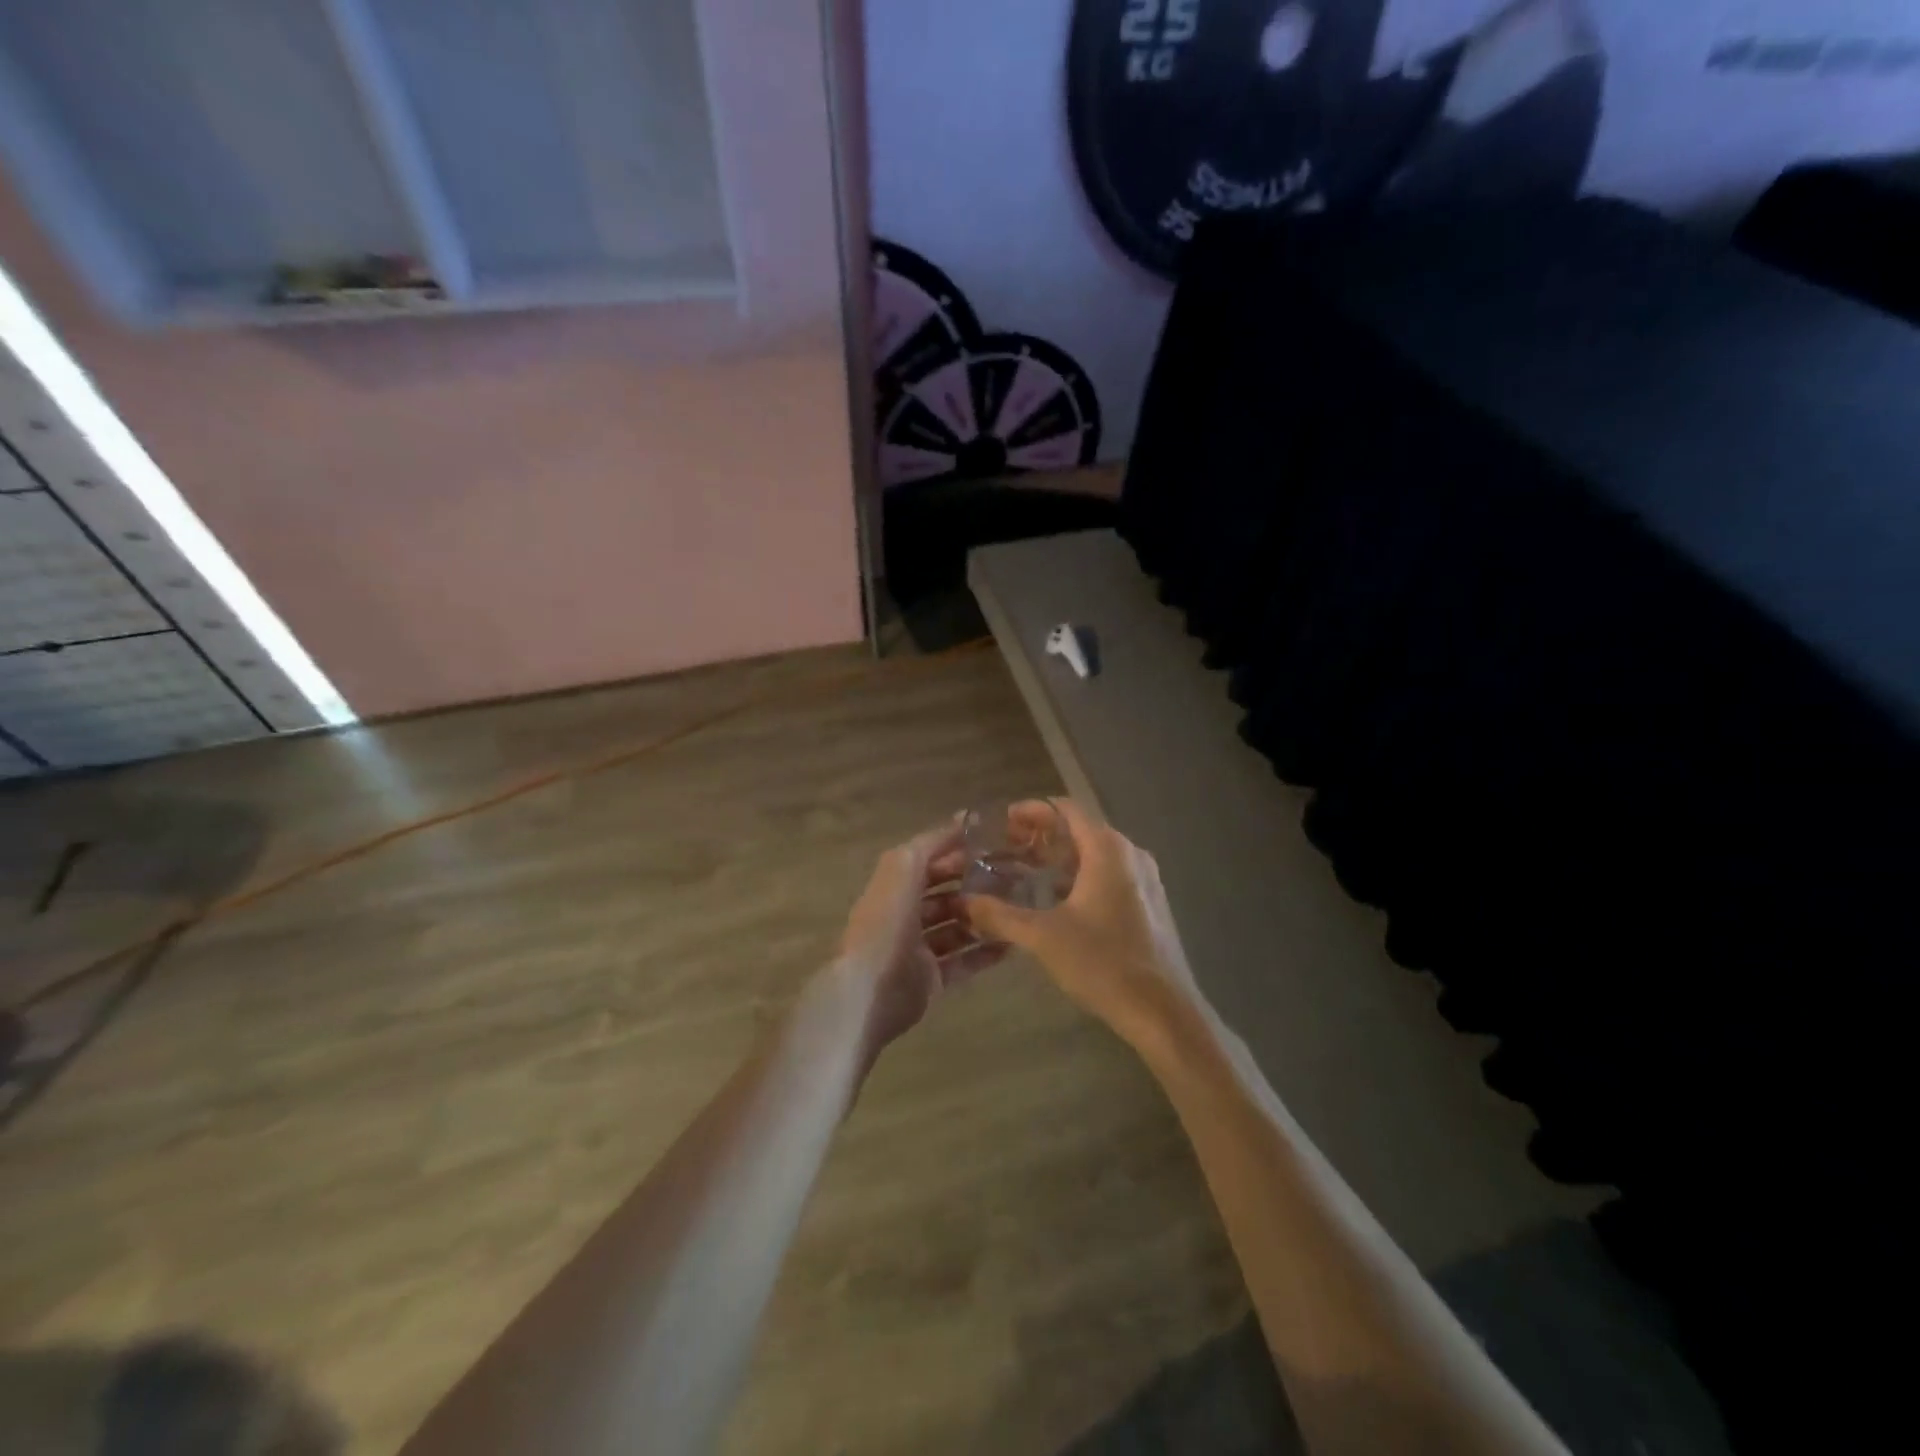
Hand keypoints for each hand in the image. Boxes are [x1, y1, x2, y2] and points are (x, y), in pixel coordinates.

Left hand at [830, 818, 1008, 1056]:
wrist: (871, 989)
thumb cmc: (887, 921)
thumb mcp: (904, 867)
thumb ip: (932, 842)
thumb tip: (961, 818)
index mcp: (894, 886)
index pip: (930, 862)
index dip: (958, 853)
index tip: (996, 847)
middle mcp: (905, 914)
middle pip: (945, 895)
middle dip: (975, 886)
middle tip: (1014, 880)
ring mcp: (918, 949)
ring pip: (956, 928)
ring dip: (983, 919)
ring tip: (1018, 909)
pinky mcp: (931, 980)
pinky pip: (963, 962)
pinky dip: (984, 953)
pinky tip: (1012, 944)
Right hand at [962, 800, 1203, 1053]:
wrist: (1163, 1012)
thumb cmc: (1103, 963)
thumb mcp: (1043, 938)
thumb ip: (1000, 915)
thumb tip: (965, 902)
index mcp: (1107, 849)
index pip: (1065, 809)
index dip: (1032, 811)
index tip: (1002, 822)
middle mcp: (1129, 854)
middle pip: (1080, 829)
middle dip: (1042, 835)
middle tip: (1006, 848)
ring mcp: (1144, 879)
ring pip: (1094, 854)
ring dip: (1060, 858)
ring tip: (1025, 872)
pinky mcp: (1149, 904)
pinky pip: (1108, 875)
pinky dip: (1079, 876)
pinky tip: (1057, 901)